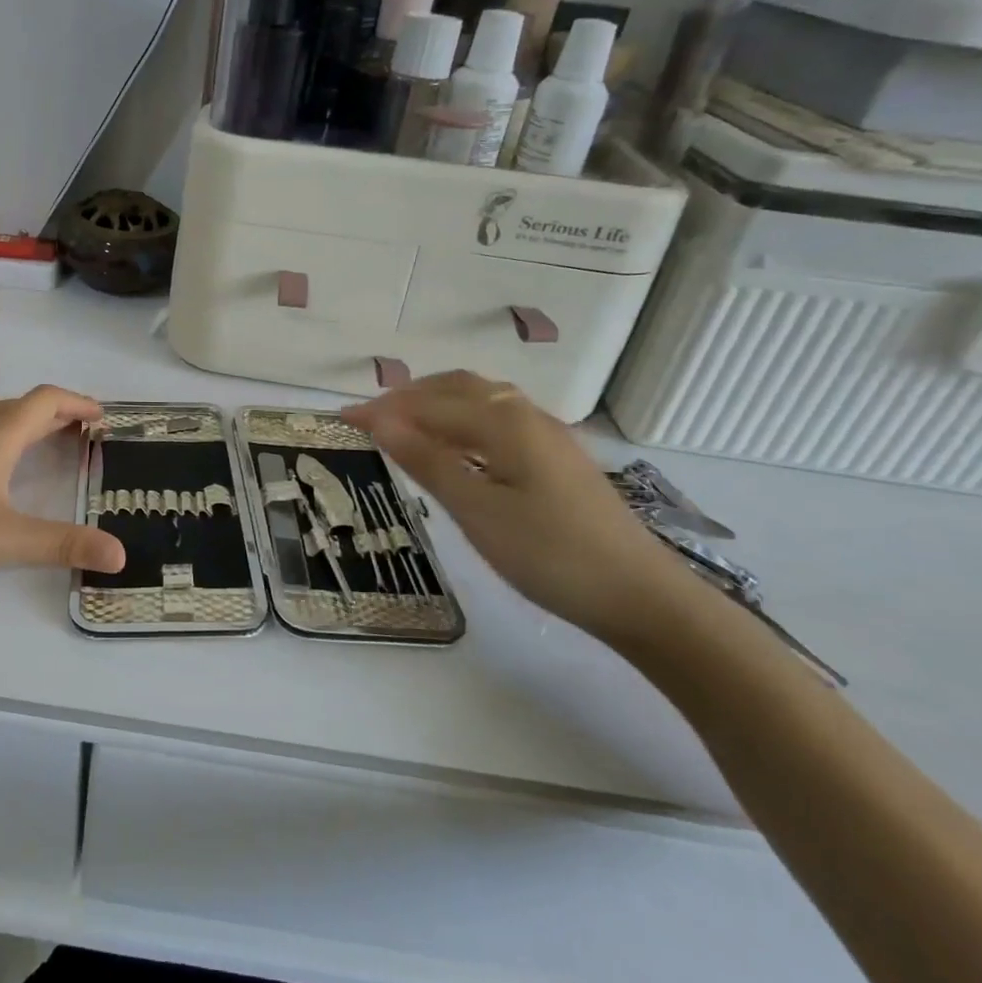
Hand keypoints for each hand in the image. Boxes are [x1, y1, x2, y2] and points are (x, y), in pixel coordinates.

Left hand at [0, 387, 124, 594]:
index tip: (100, 416)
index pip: (46, 401)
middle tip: (75, 432)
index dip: (78, 403)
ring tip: (27, 438)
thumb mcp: (5, 540)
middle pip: (19, 404)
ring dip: (14, 417)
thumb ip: (63, 545)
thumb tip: (120, 555)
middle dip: (52, 413)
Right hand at [342, 371, 687, 642]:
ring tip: (403, 427)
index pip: (427, 405)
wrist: (641, 595)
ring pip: (481, 399)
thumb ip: (428, 461)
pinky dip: (462, 419)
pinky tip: (456, 447)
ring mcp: (547, 434)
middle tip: (369, 420)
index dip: (382, 410)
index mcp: (504, 422)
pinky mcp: (558, 456)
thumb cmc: (550, 555)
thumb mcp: (478, 512)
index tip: (340, 418)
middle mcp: (526, 414)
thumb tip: (380, 421)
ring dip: (436, 403)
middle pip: (457, 387)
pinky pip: (498, 418)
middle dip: (408, 396)